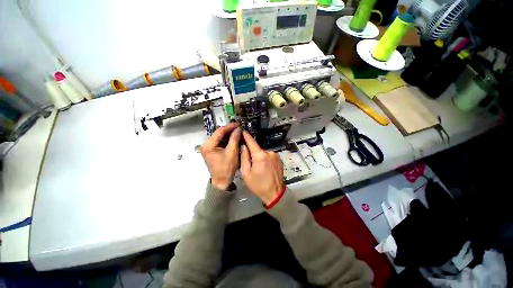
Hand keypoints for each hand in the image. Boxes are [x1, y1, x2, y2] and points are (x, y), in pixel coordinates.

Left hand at [200, 123, 240, 190]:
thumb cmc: (226, 168)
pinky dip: (227, 140)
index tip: (238, 124)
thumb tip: (238, 129)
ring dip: (229, 135)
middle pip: (219, 134)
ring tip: (238, 132)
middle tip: (239, 128)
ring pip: (220, 138)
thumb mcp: (232, 152)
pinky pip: (220, 143)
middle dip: (229, 130)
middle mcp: (206, 145)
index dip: (230, 126)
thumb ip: (234, 139)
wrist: (221, 182)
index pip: (219, 131)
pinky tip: (234, 139)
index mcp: (208, 145)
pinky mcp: (212, 151)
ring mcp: (208, 148)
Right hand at [240, 131, 283, 204]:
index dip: (247, 136)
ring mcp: (276, 155)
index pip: (252, 142)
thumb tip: (243, 146)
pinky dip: (265, 159)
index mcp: (260, 156)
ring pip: (263, 153)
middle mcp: (269, 152)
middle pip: (257, 149)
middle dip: (252, 152)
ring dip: (259, 157)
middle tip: (249, 162)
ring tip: (258, 167)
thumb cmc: (258, 185)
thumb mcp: (246, 173)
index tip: (243, 131)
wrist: (275, 193)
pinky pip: (269, 156)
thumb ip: (244, 157)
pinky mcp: (279, 159)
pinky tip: (265, 168)